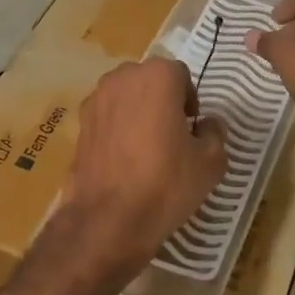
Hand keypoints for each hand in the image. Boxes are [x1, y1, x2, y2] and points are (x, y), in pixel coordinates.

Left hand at [60, 57, 227, 279]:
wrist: (109, 219)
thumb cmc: (166, 182)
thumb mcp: (211, 161)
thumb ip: (215, 133)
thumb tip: (208, 124)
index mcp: (157, 76)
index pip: (180, 75)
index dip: (189, 100)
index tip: (192, 128)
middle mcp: (122, 78)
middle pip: (149, 81)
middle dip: (162, 100)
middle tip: (173, 135)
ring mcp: (95, 99)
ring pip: (125, 97)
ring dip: (138, 112)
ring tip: (147, 148)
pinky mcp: (79, 124)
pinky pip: (107, 117)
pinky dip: (117, 129)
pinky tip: (124, 160)